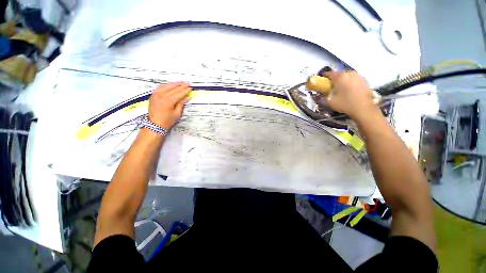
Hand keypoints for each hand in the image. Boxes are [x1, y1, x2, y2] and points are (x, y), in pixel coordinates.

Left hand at [148, 82, 191, 128]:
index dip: (185, 90)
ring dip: (174, 84)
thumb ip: (181, 104)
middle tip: (188, 83)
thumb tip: (187, 97)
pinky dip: (166, 85)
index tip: (190, 88)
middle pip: (173, 88)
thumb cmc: (167, 121)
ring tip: (181, 82)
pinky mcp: (153, 95)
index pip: (179, 93)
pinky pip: (160, 87)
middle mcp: (161, 96)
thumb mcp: (177, 113)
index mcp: (168, 101)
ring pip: (166, 86)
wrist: (154, 125)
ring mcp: (156, 94)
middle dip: (181, 85)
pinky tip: (170, 84)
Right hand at [323, 71, 378, 120]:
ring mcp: (358, 75)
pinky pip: (353, 79)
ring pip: (346, 75)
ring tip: (340, 88)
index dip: (324, 77)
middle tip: (331, 86)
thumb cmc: (345, 104)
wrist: (363, 108)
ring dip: (342, 80)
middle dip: (334, 79)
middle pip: (338, 73)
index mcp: (339, 77)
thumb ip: (324, 95)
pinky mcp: (364, 80)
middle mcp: (349, 73)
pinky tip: (349, 90)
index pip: (329, 73)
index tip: (322, 82)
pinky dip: (349, 82)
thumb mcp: (330, 101)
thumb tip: (322, 92)